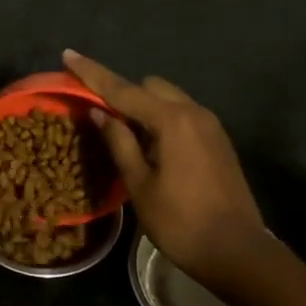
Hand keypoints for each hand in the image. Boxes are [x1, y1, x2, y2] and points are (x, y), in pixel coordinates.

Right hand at [63, 50, 269, 287]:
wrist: (237, 251)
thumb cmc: (180, 222)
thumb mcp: (140, 184)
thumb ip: (119, 143)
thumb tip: (99, 113)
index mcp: (171, 121)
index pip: (123, 90)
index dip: (93, 73)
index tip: (68, 54)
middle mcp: (194, 112)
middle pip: (150, 87)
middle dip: (123, 94)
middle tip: (102, 120)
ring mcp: (211, 126)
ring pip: (169, 100)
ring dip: (144, 108)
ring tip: (127, 138)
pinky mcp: (219, 141)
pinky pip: (183, 116)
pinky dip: (163, 120)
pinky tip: (153, 149)